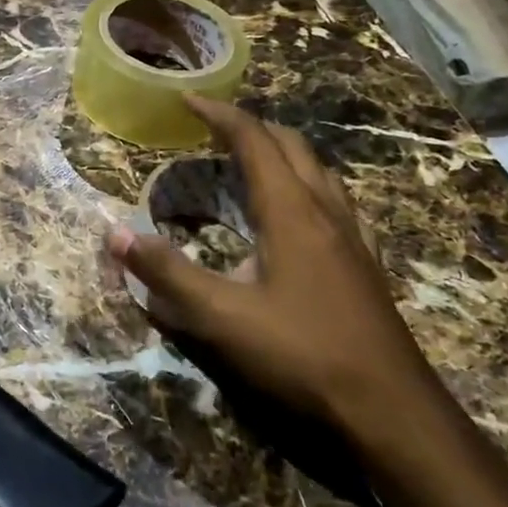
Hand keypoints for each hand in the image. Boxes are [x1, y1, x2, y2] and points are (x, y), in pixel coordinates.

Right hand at [106, 97, 441, 440]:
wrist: (391, 408)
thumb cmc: (303, 354)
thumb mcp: (223, 318)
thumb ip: (167, 275)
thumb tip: (116, 234)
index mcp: (291, 211)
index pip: (253, 140)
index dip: (218, 114)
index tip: (186, 98)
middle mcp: (325, 210)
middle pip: (290, 145)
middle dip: (250, 126)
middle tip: (212, 128)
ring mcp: (352, 235)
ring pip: (317, 170)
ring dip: (281, 152)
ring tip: (250, 161)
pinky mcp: (364, 261)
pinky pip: (334, 199)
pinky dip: (305, 184)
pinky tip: (297, 214)